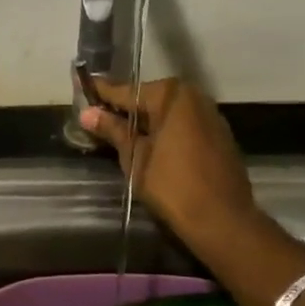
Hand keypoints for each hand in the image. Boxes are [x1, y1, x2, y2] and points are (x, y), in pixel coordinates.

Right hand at [80, 77, 264, 252]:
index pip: (127, 91)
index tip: (81, 85)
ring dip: (145, 120)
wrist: (223, 220)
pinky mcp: (219, 134)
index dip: (101, 92)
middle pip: (149, 98)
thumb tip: (88, 113)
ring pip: (167, 112)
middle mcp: (193, 96)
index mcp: (171, 95)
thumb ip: (114, 130)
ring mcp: (210, 114)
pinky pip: (183, 124)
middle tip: (97, 116)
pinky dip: (165, 130)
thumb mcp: (136, 158)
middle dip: (124, 108)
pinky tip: (150, 143)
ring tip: (119, 132)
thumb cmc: (173, 186)